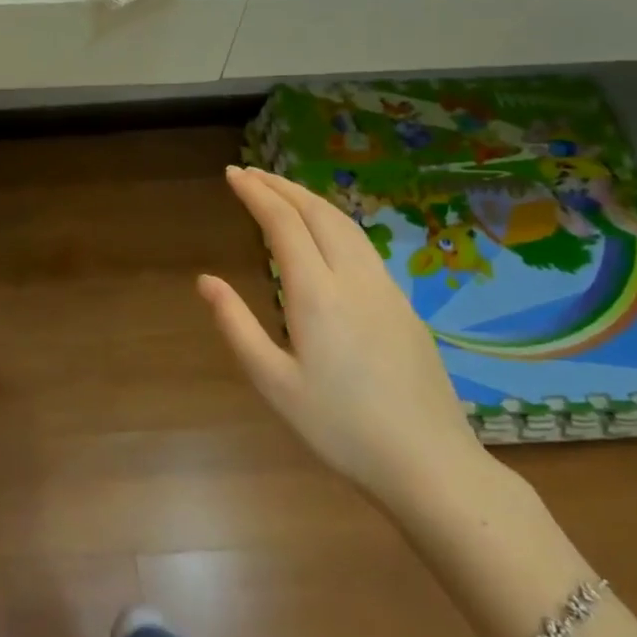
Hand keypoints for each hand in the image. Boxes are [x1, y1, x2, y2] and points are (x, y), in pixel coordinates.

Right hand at [198, 166, 489, 503]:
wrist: (430, 464)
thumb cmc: (340, 428)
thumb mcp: (273, 383)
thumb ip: (236, 326)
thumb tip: (205, 281)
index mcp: (317, 294)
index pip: (282, 223)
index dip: (255, 193)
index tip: (232, 174)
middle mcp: (354, 278)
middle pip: (317, 212)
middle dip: (281, 186)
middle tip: (250, 172)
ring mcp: (385, 289)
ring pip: (345, 224)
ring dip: (309, 199)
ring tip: (282, 191)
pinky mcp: (403, 305)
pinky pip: (363, 244)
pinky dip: (333, 221)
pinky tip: (325, 233)